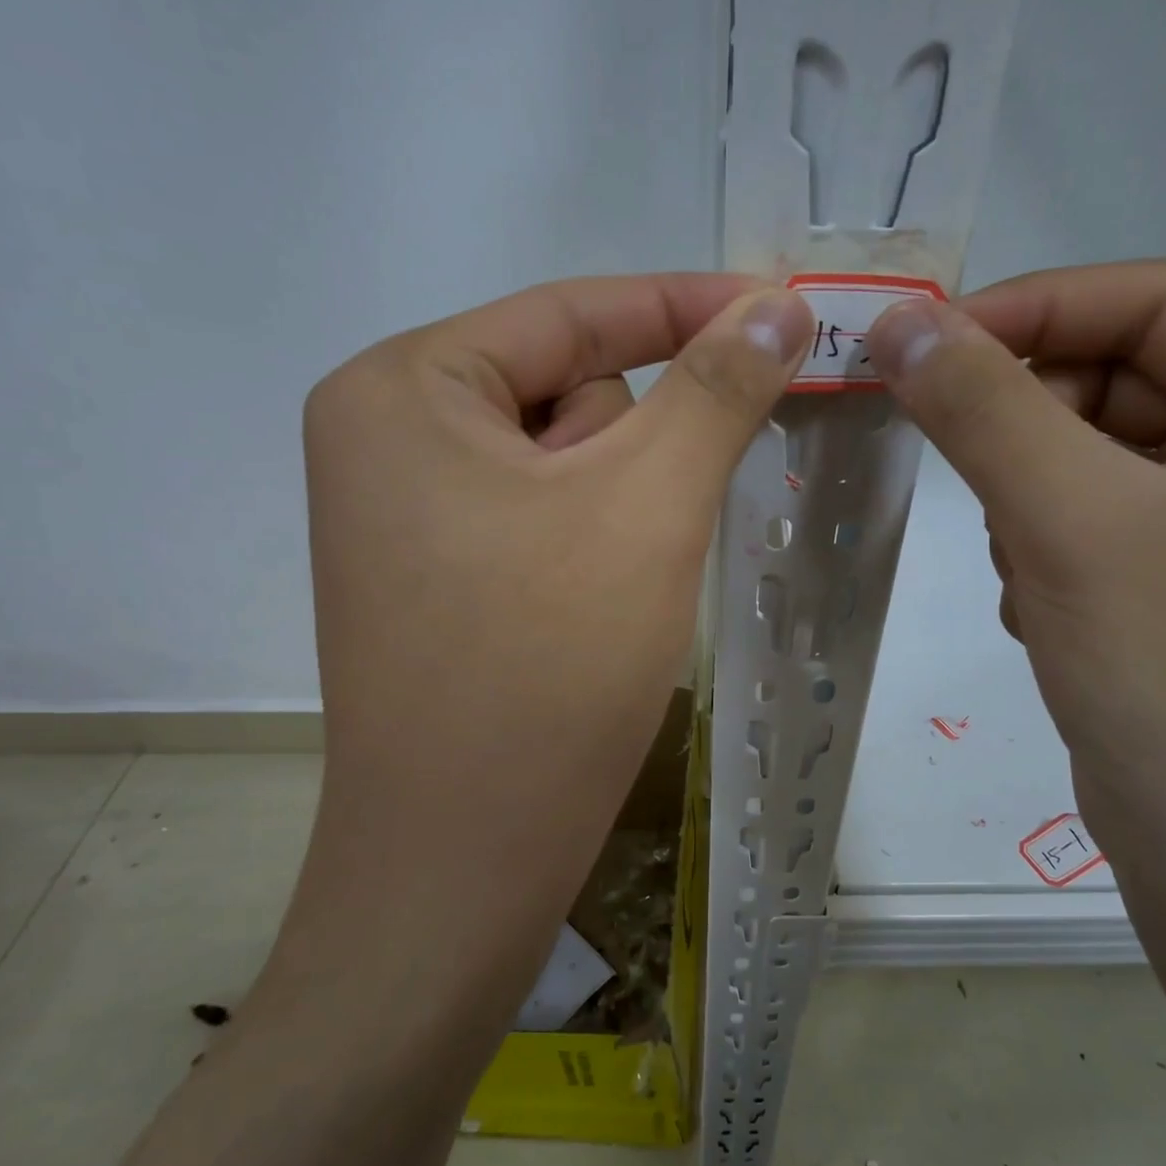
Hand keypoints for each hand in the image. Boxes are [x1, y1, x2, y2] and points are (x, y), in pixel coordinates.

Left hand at [277, 275, 812, 1026]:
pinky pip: (544, 517)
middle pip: (566, 391)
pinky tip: (597, 608)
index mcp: (402, 388)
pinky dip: (596, 541)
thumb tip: (777, 305)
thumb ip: (716, 388)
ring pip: (563, 461)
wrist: (465, 861)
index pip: (571, 312)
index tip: (780, 307)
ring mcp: (405, 514)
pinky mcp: (436, 577)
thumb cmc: (547, 664)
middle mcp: (384, 436)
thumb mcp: (646, 504)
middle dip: (637, 444)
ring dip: (620, 503)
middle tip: (657, 522)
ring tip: (621, 586)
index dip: (685, 304)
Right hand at [865, 262, 1165, 950]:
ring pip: (1086, 451)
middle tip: (958, 470)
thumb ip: (981, 408)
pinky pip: (1086, 513)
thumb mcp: (1068, 524)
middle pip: (1114, 378)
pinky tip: (1048, 610)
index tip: (917, 343)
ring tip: (1027, 570)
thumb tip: (896, 321)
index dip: (1027, 309)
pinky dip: (1042, 543)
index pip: (1149, 302)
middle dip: (1025, 427)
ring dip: (1028, 497)